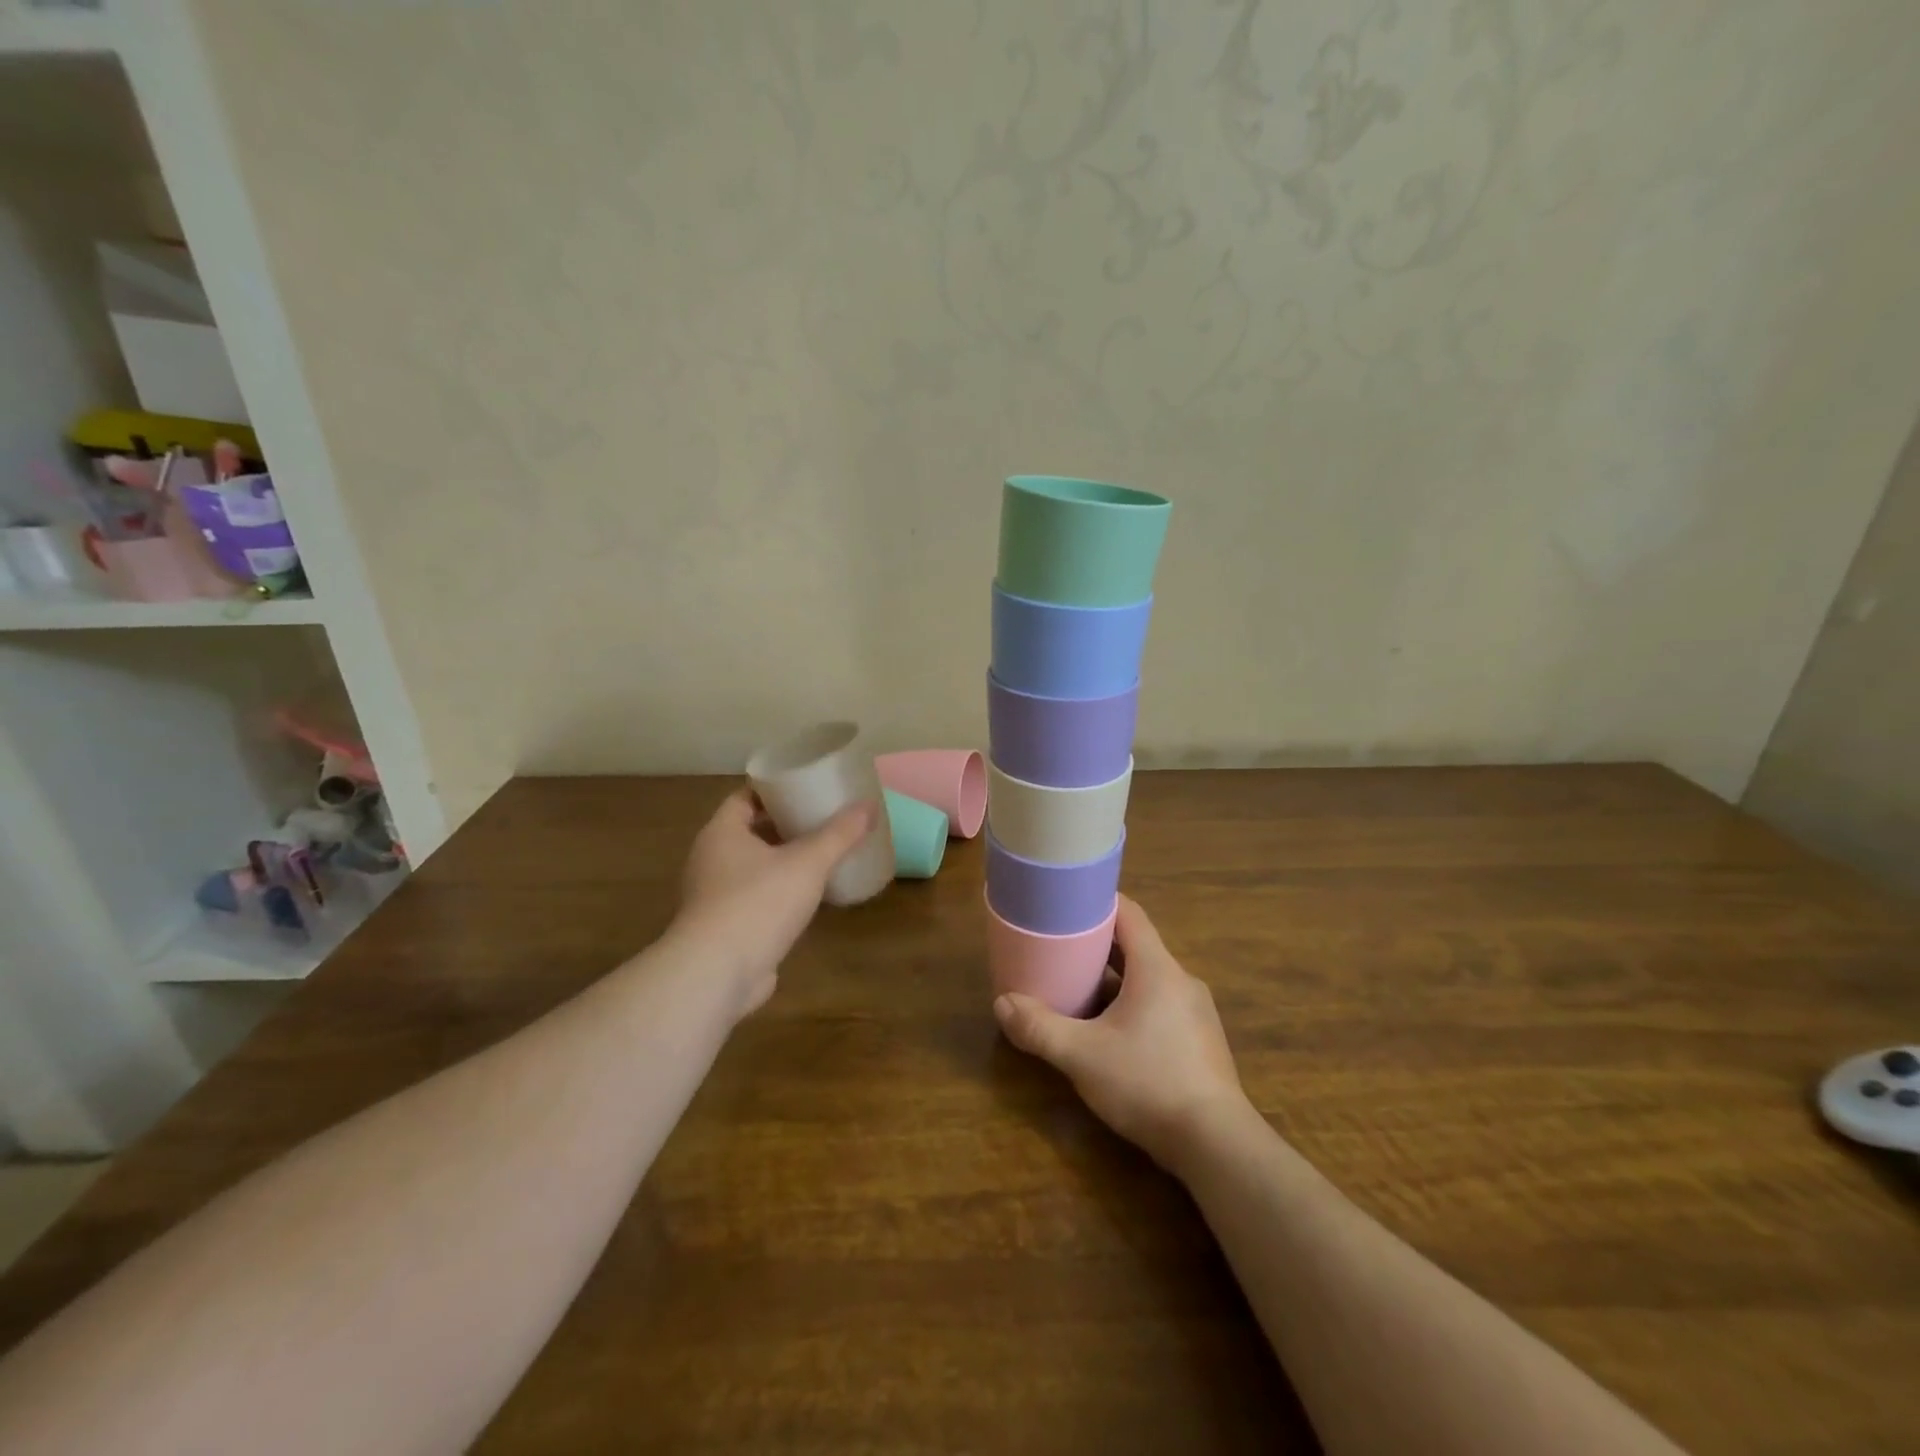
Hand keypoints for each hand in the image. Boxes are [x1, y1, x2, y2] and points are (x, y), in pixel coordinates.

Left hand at [675, 786, 877, 1018]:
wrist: (717, 974)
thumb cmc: (758, 903)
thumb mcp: (807, 862)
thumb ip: (839, 834)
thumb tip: (869, 805)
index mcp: (722, 832)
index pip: (745, 797)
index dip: (775, 790)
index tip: (806, 787)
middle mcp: (711, 859)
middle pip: (751, 830)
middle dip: (785, 824)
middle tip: (823, 819)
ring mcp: (715, 896)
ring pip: (753, 866)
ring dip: (783, 860)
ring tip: (822, 854)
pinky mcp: (725, 927)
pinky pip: (755, 897)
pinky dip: (779, 892)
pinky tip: (809, 896)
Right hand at [994, 895, 1249, 1173]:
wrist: (1216, 1145)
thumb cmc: (1148, 1083)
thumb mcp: (1082, 1055)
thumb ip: (1039, 1028)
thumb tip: (1002, 1004)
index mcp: (1157, 968)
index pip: (1129, 914)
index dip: (1098, 903)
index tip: (1067, 904)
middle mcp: (1180, 981)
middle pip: (1136, 946)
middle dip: (1098, 946)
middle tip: (1060, 950)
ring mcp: (1195, 1012)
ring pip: (1148, 980)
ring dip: (1115, 980)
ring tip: (1078, 991)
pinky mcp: (1200, 1041)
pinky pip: (1161, 1006)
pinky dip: (1133, 1006)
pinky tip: (1110, 1033)